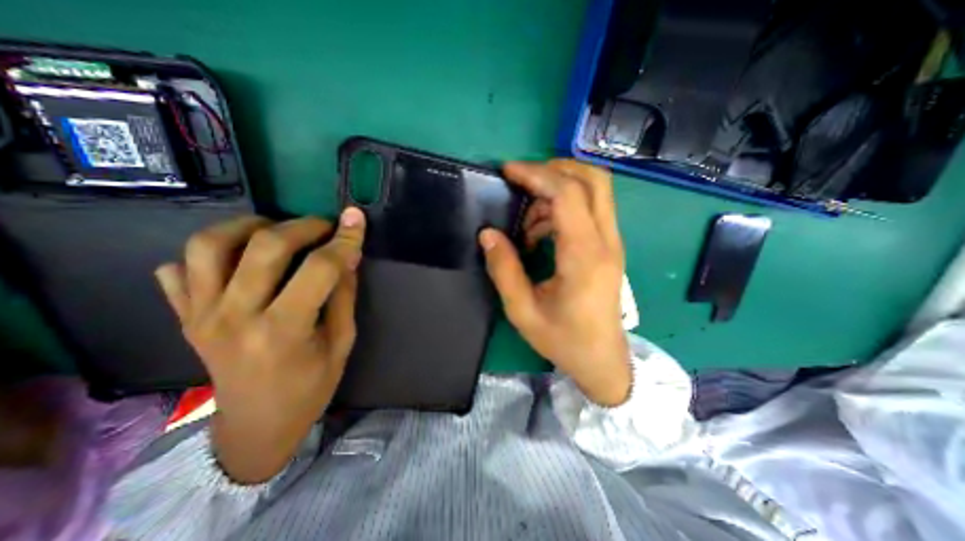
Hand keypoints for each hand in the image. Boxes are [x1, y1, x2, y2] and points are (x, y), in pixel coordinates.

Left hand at [155, 208, 366, 482]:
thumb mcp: (342, 342)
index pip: (319, 268)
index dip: (343, 240)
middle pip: (264, 246)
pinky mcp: (185, 318)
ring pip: (209, 245)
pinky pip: (179, 269)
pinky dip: (207, 253)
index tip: (356, 220)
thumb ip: (344, 295)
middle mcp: (235, 316)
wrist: (256, 427)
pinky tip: (238, 257)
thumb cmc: (311, 387)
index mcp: (284, 329)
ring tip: (276, 229)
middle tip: (325, 226)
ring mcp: (200, 315)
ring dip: (248, 226)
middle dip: (303, 225)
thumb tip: (348, 256)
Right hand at [479, 160, 629, 405]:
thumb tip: (488, 234)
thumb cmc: (563, 340)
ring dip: (556, 192)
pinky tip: (541, 233)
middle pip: (594, 179)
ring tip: (527, 223)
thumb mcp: (523, 311)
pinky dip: (563, 208)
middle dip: (555, 169)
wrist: (602, 360)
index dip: (536, 175)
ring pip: (593, 191)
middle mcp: (605, 242)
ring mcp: (612, 243)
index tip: (508, 171)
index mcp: (583, 257)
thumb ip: (504, 270)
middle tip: (521, 181)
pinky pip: (589, 210)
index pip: (567, 195)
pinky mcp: (609, 247)